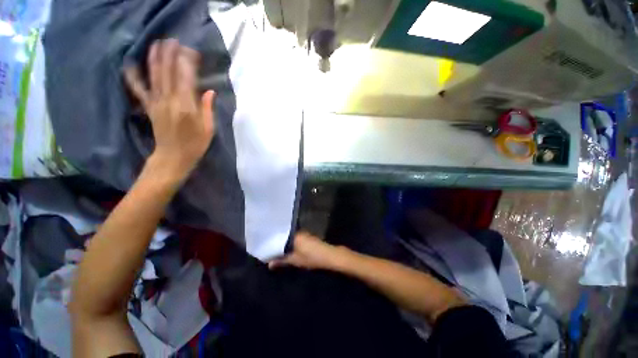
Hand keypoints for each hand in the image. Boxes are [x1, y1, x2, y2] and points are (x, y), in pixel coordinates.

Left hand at [125, 39, 215, 181]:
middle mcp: (169, 100)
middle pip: (168, 72)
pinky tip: (130, 64)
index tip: (192, 51)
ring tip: (157, 43)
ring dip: (155, 57)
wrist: (173, 157)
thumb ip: (207, 108)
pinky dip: (133, 76)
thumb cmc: (195, 144)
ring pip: (154, 75)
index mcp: (186, 106)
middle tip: (173, 40)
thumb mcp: (208, 128)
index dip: (187, 62)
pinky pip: (139, 89)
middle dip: (170, 54)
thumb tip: (209, 91)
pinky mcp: (149, 106)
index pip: (185, 77)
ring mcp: (156, 102)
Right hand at [269, 232, 349, 270]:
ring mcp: (303, 234)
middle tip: (267, 248)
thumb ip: (281, 261)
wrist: (329, 256)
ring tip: (274, 249)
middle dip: (277, 243)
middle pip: (284, 236)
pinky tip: (286, 249)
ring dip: (284, 243)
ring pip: (289, 238)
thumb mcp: (295, 260)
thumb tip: (268, 263)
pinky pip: (295, 239)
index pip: (279, 236)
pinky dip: (290, 244)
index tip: (264, 246)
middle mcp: (297, 232)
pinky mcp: (307, 237)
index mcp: (293, 235)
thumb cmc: (311, 258)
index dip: (271, 242)